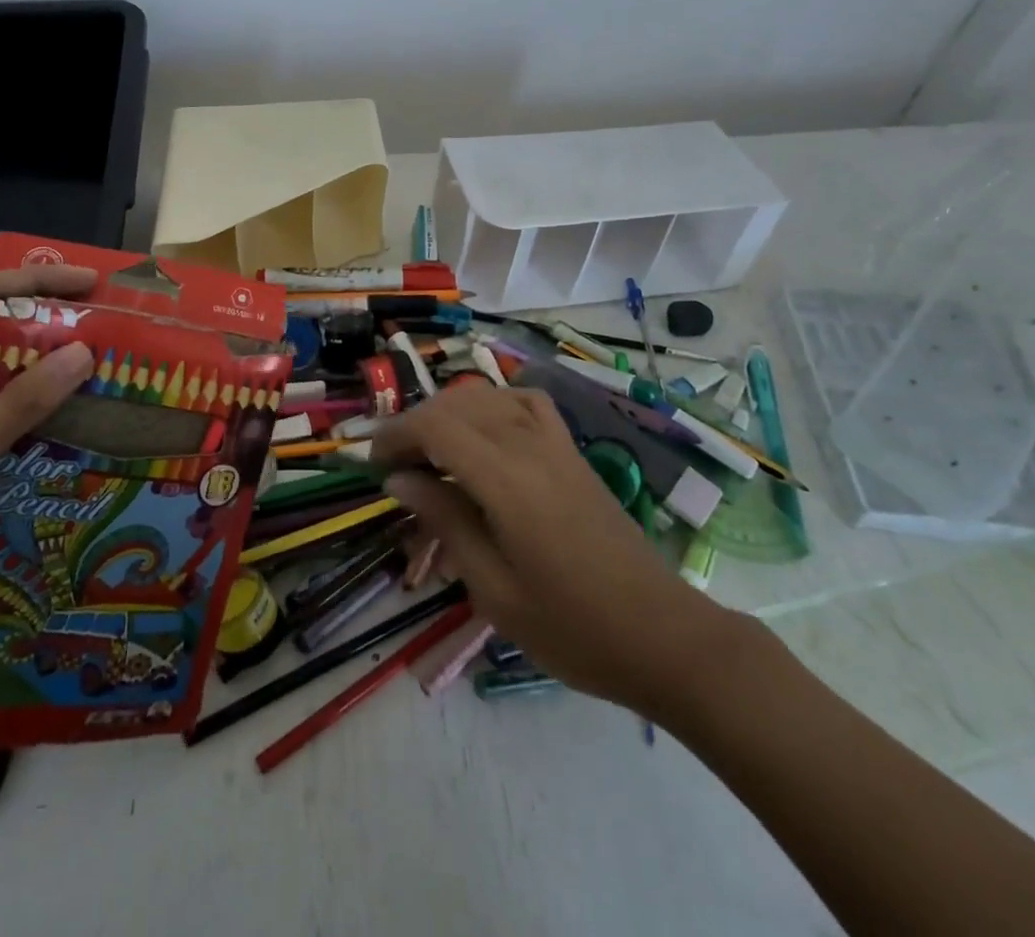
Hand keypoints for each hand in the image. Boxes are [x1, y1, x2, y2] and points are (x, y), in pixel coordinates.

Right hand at [371, 381, 740, 718]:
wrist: (663, 636)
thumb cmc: (572, 627)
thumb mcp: (493, 588)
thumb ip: (445, 521)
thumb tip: (400, 478)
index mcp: (506, 480)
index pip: (435, 426)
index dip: (395, 435)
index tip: (372, 466)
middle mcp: (530, 445)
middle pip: (457, 405)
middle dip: (414, 426)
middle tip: (393, 466)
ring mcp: (557, 444)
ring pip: (489, 397)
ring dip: (449, 414)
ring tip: (429, 451)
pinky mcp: (573, 453)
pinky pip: (526, 404)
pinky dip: (494, 405)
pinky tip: (485, 432)